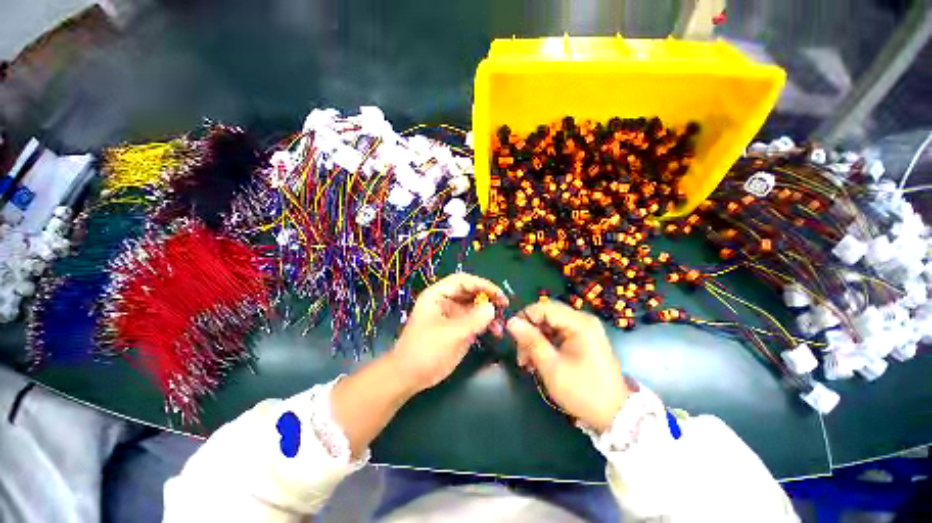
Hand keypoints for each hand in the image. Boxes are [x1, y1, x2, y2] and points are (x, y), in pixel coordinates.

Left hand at [392, 273, 508, 392]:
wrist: (409, 377)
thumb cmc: (425, 351)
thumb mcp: (451, 334)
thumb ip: (474, 319)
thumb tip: (492, 307)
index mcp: (437, 295)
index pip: (463, 281)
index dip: (482, 284)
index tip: (499, 295)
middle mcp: (445, 301)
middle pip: (470, 292)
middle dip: (488, 297)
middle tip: (504, 306)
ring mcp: (451, 315)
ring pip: (474, 306)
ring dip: (488, 312)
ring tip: (500, 323)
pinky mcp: (456, 328)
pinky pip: (474, 320)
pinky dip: (485, 323)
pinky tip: (495, 331)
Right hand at [507, 300, 629, 432]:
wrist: (615, 415)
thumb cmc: (582, 391)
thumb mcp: (551, 366)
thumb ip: (530, 340)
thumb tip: (511, 321)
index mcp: (579, 323)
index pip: (543, 307)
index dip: (525, 318)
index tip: (513, 336)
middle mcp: (583, 320)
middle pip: (546, 315)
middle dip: (530, 332)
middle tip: (521, 354)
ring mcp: (584, 329)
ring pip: (549, 325)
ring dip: (535, 340)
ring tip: (528, 362)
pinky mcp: (583, 339)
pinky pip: (557, 333)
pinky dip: (545, 344)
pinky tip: (539, 360)